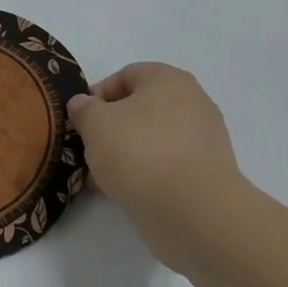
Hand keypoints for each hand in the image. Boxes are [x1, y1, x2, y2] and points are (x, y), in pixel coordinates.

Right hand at [67, 63, 242, 268]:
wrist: (193, 211)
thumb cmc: (140, 153)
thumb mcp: (95, 124)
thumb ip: (83, 109)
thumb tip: (83, 104)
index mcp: (169, 79)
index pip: (125, 75)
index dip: (97, 95)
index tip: (81, 122)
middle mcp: (192, 102)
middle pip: (140, 109)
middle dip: (110, 129)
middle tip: (90, 150)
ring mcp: (203, 139)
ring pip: (152, 139)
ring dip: (125, 154)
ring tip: (102, 177)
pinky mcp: (206, 173)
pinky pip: (167, 165)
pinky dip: (145, 174)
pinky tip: (125, 192)